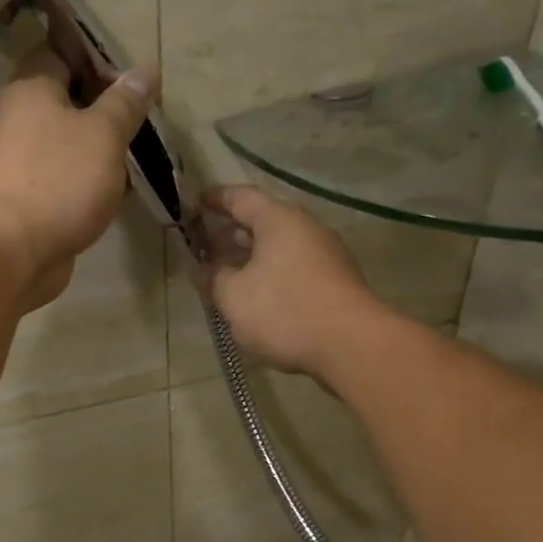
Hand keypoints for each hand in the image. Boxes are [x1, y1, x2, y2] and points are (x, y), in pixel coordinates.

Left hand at [0, 47, 160, 309]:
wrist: (14, 252)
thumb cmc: (59, 180)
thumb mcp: (103, 134)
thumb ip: (126, 103)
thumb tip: (147, 69)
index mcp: (33, 88)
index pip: (61, 51)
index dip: (97, 56)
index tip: (133, 70)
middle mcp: (23, 120)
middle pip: (69, 99)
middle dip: (107, 106)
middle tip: (148, 113)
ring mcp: (26, 162)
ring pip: (72, 143)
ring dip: (104, 148)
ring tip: (145, 150)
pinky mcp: (35, 199)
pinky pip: (69, 178)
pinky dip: (94, 180)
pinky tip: (123, 188)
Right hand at [198, 186, 385, 381]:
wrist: (350, 344)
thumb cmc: (284, 310)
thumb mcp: (234, 296)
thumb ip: (212, 278)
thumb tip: (199, 269)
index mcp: (278, 219)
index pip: (240, 197)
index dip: (213, 200)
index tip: (192, 206)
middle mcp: (304, 228)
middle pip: (261, 222)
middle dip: (229, 234)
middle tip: (203, 249)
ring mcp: (324, 255)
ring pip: (277, 249)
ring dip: (248, 259)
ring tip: (223, 278)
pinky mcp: (333, 283)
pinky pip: (292, 269)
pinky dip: (268, 276)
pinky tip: (254, 299)